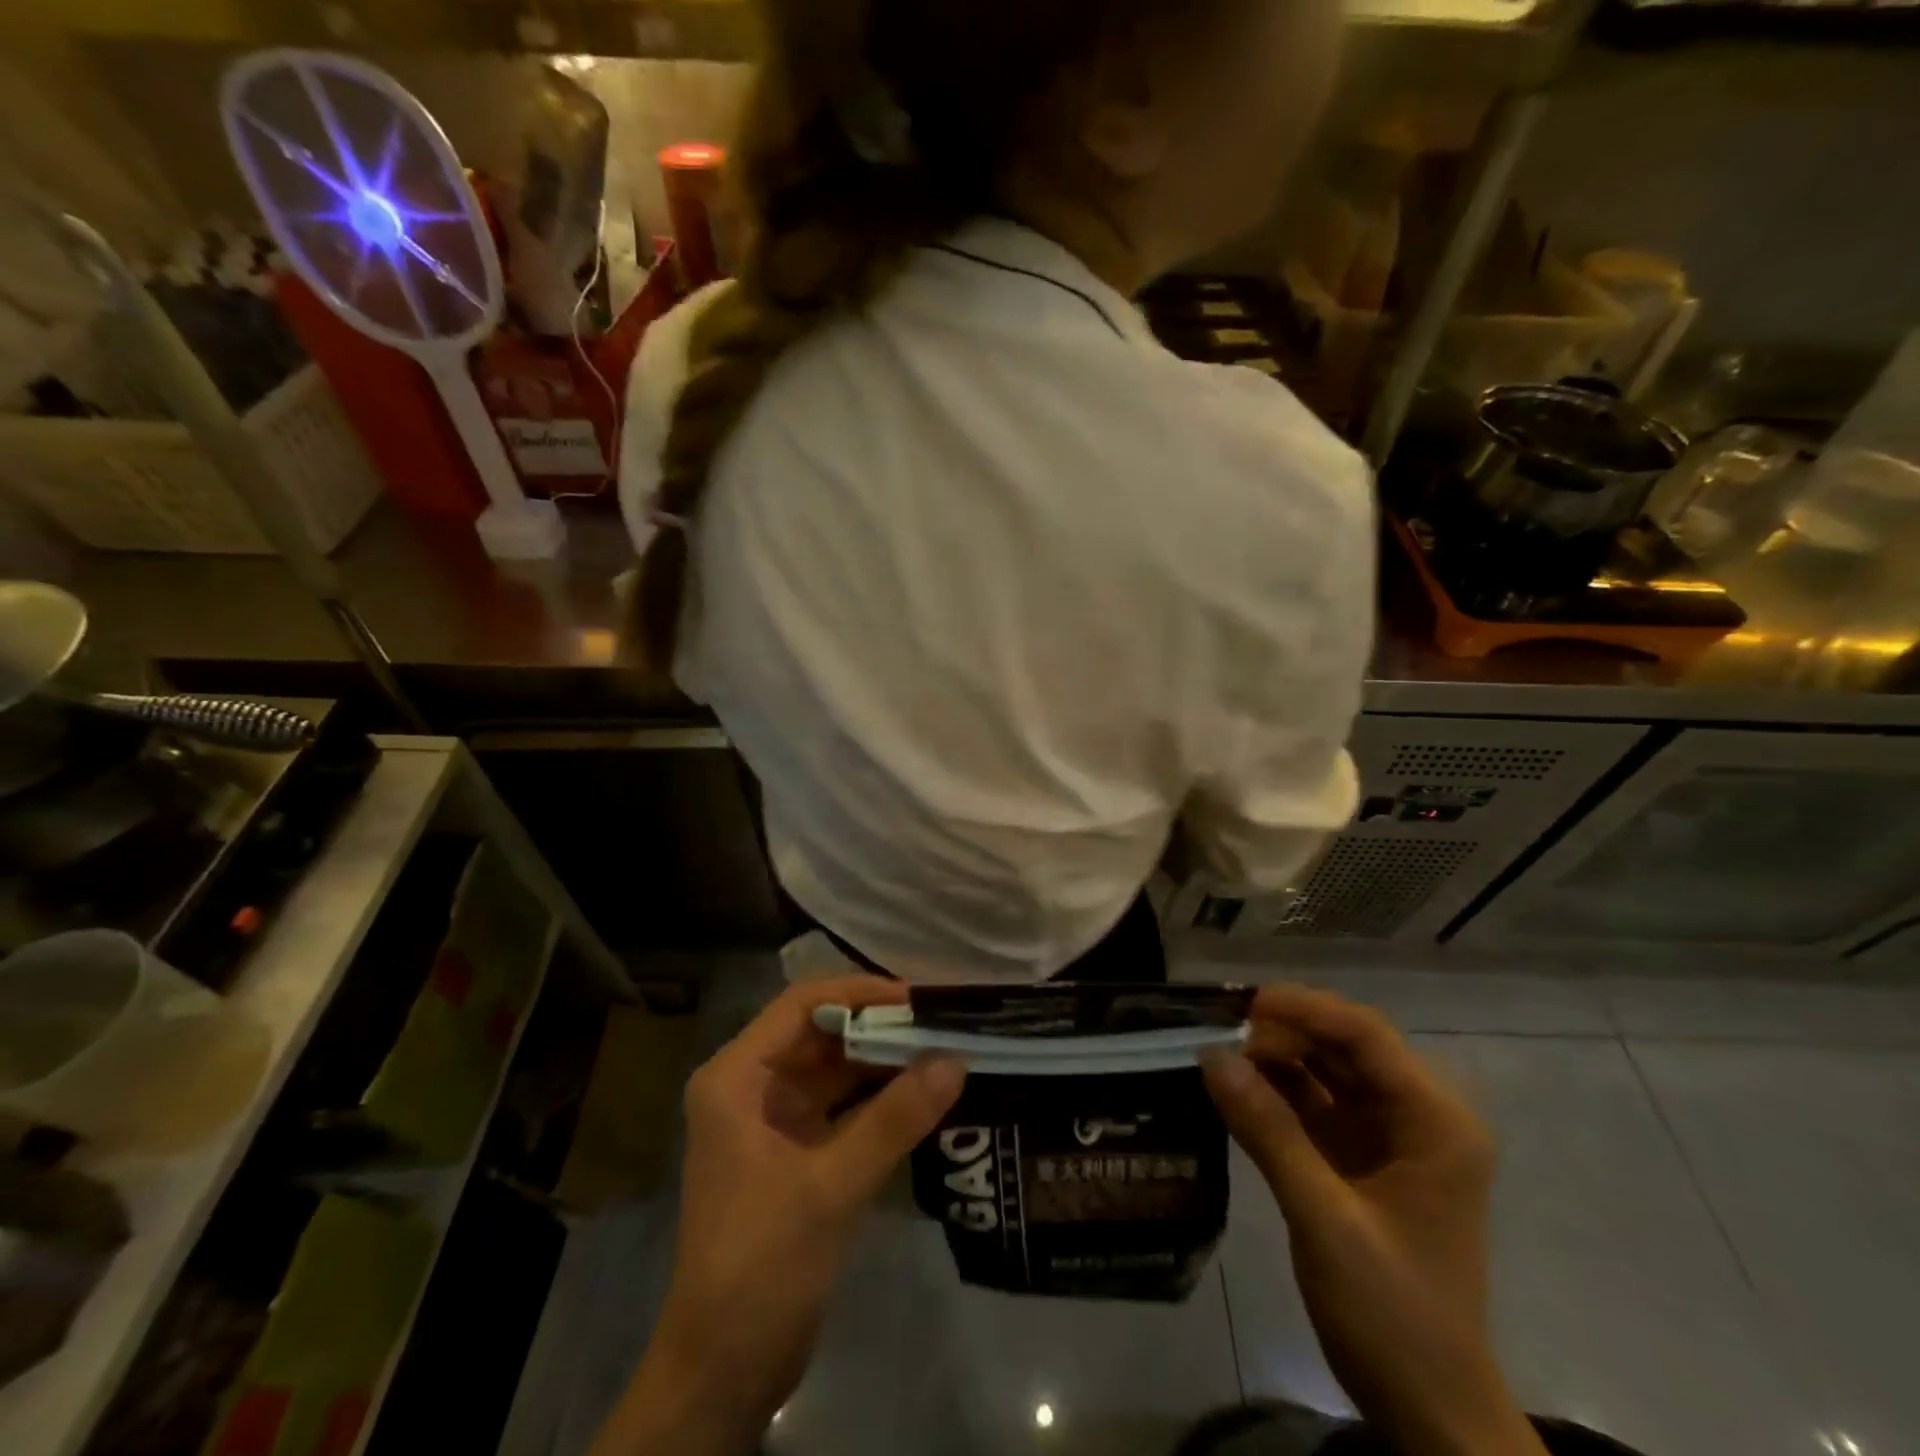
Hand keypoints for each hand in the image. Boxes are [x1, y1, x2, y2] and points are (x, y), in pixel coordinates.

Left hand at [593, 977, 964, 1455]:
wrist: (724, 1370)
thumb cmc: (761, 1263)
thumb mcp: (831, 1186)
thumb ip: (894, 1119)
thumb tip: (956, 1061)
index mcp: (736, 1077)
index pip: (801, 1004)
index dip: (859, 992)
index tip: (916, 998)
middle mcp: (752, 1086)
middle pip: (822, 1034)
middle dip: (880, 1027)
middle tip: (942, 1021)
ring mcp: (774, 1120)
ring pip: (836, 1069)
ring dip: (885, 1061)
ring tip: (944, 1048)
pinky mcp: (797, 1152)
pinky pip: (844, 1107)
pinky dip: (881, 1098)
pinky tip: (925, 1093)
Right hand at [1202, 987, 1544, 1455]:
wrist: (1429, 1409)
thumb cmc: (1394, 1313)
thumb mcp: (1326, 1219)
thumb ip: (1268, 1131)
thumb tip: (1211, 1055)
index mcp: (1434, 1120)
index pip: (1364, 1034)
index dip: (1303, 1009)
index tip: (1241, 1007)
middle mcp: (1417, 1114)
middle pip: (1343, 1045)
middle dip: (1282, 1034)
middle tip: (1219, 1038)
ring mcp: (1387, 1136)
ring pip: (1324, 1069)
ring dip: (1274, 1059)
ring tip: (1218, 1057)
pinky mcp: (1359, 1156)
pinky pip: (1313, 1103)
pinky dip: (1275, 1093)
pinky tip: (1233, 1090)